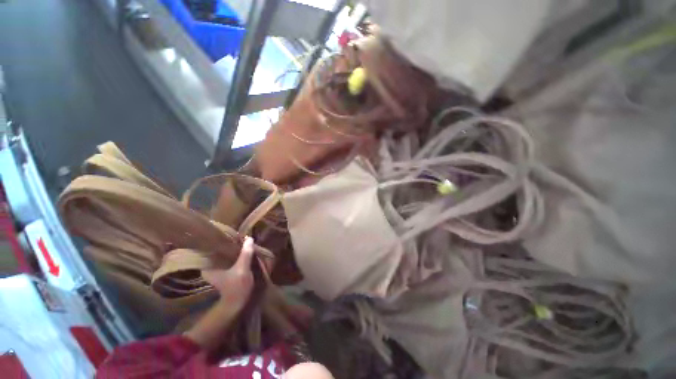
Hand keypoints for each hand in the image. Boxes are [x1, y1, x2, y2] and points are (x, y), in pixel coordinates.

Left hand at [202, 236, 254, 311]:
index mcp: (208, 266)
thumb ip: (245, 254)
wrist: (236, 304)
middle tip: (243, 239)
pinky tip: (244, 253)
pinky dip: (237, 256)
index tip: (236, 236)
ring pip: (226, 255)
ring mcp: (216, 270)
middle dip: (232, 245)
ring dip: (236, 251)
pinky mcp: (223, 272)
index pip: (214, 248)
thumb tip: (249, 238)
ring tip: (245, 244)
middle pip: (221, 251)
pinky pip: (229, 260)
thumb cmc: (237, 287)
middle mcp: (209, 266)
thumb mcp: (242, 269)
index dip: (225, 241)